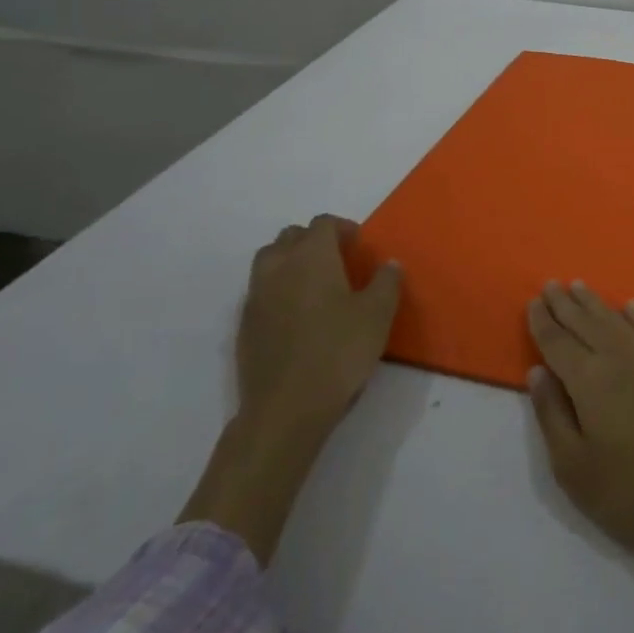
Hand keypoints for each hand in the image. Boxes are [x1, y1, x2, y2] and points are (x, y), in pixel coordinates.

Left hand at [237, 214, 402, 439]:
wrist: (286, 408)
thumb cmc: (339, 352)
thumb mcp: (378, 314)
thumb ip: (387, 282)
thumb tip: (388, 264)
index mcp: (311, 257)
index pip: (322, 223)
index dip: (343, 228)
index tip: (359, 246)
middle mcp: (278, 268)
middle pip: (290, 237)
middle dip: (313, 241)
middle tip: (338, 261)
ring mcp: (255, 297)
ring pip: (269, 261)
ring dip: (291, 262)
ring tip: (315, 285)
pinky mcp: (244, 326)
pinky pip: (261, 291)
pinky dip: (278, 290)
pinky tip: (297, 316)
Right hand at [525, 281, 633, 565]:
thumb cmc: (633, 492)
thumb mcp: (575, 468)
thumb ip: (552, 414)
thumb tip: (537, 371)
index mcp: (589, 379)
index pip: (558, 341)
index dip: (543, 322)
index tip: (533, 301)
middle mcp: (621, 356)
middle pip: (587, 322)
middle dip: (566, 303)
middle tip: (551, 284)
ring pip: (618, 320)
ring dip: (596, 303)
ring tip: (580, 287)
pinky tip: (630, 308)